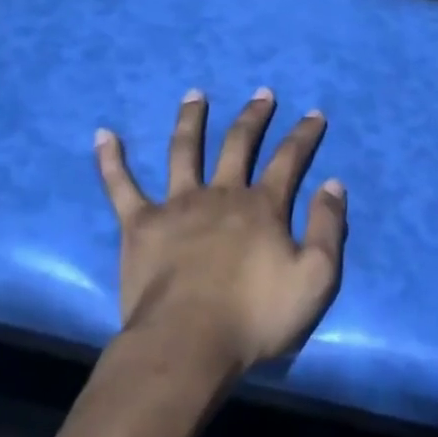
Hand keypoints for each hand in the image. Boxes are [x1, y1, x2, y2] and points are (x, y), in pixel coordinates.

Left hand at [94, 88, 346, 373]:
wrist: (187, 343)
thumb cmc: (255, 317)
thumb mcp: (316, 278)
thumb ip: (328, 228)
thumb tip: (333, 183)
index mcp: (262, 207)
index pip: (289, 159)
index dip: (304, 134)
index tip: (314, 113)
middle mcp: (221, 194)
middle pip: (239, 144)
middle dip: (253, 117)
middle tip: (262, 93)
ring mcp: (178, 205)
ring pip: (184, 151)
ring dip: (191, 119)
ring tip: (195, 94)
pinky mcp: (140, 225)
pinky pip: (121, 186)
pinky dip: (111, 160)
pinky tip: (104, 134)